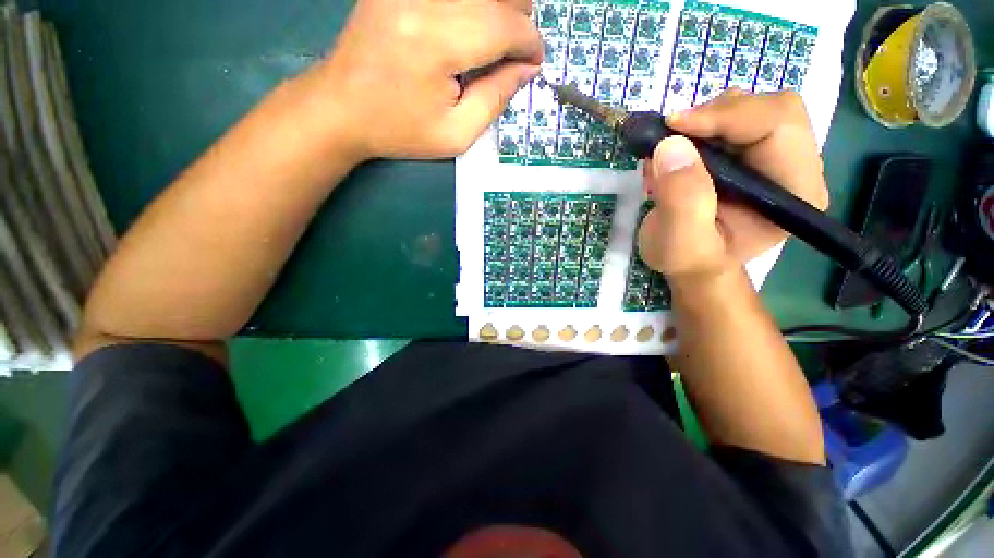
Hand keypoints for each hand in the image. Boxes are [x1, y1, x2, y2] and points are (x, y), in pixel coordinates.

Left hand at [319, 0, 542, 160]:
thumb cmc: (399, 129)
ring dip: (498, 9)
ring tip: (497, 39)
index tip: (534, 62)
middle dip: (519, 19)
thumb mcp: (455, 134)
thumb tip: (525, 68)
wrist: (340, 107)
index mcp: (437, 42)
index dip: (529, 42)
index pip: (504, 24)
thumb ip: (495, 99)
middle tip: (517, 51)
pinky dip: (472, 6)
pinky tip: (470, 27)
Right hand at [638, 90, 828, 279]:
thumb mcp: (681, 243)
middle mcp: (794, 167)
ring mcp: (772, 157)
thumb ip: (681, 201)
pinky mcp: (749, 153)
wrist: (689, 263)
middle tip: (670, 137)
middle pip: (768, 108)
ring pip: (746, 108)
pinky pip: (727, 120)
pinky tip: (674, 157)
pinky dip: (694, 129)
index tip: (673, 126)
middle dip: (714, 116)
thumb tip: (671, 146)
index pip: (778, 124)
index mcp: (795, 190)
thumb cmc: (689, 260)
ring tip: (669, 156)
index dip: (726, 116)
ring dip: (701, 123)